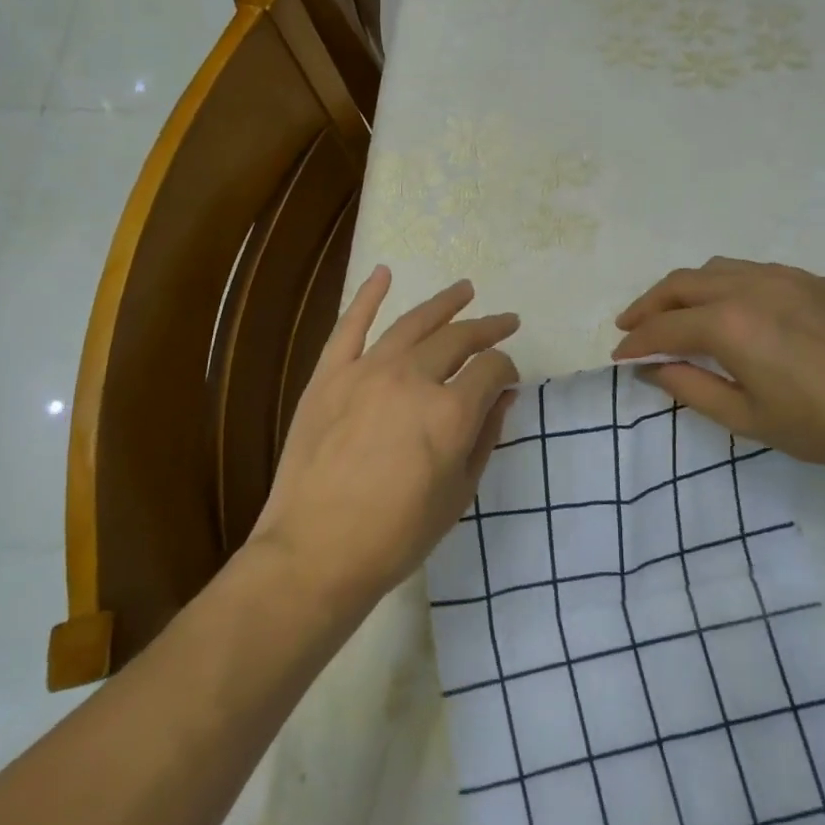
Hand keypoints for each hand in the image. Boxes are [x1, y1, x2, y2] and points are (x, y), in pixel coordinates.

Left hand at [251, 267, 519, 613]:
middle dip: (487, 329)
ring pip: (412, 323)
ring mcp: (367, 371)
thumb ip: (485, 437)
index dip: (507, 370)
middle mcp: (413, 378)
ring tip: (465, 289)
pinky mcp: (329, 375)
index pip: (492, 370)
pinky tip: (384, 273)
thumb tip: (502, 397)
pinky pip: (350, 325)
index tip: (508, 379)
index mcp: (450, 411)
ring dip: (443, 303)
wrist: (316, 551)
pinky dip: (368, 295)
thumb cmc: (397, 535)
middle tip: (504, 322)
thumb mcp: (458, 493)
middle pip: (458, 339)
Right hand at [611, 257, 824, 481]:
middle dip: (649, 304)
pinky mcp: (819, 282)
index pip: (665, 327)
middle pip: (683, 284)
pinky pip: (758, 271)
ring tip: (676, 312)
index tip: (618, 356)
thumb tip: (653, 368)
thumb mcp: (747, 418)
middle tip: (632, 326)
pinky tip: (736, 309)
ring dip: (687, 288)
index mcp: (730, 323)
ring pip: (719, 268)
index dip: (637, 342)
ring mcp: (789, 277)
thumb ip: (691, 389)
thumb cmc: (824, 425)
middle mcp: (753, 286)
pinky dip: (728, 284)